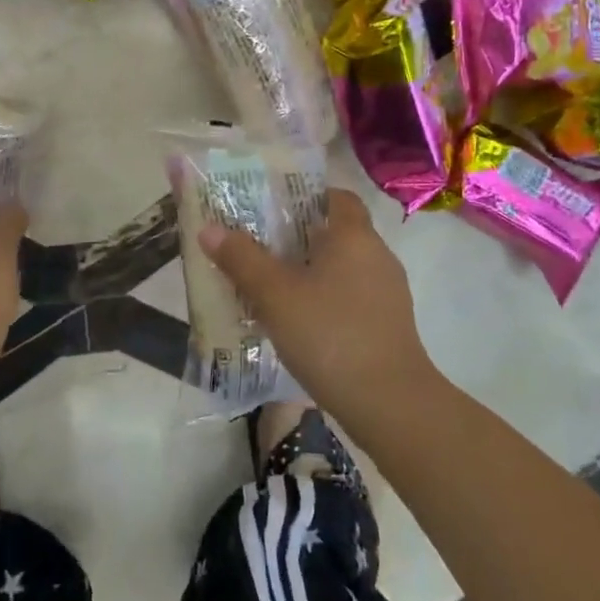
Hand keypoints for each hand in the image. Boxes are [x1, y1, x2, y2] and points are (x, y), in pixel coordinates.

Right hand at [199, 189, 432, 413]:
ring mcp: (387, 293)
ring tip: (269, 284)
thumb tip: (209, 229)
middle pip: (335, 232)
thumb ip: (241, 259)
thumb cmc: (330, 335)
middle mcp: (377, 256)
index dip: (305, 196)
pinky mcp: (388, 325)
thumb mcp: (275, 295)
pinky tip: (296, 321)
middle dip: (297, 236)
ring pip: (342, 268)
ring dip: (309, 271)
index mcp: (354, 236)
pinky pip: (350, 297)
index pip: (336, 197)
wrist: (389, 404)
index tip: (273, 207)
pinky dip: (324, 299)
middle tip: (257, 245)